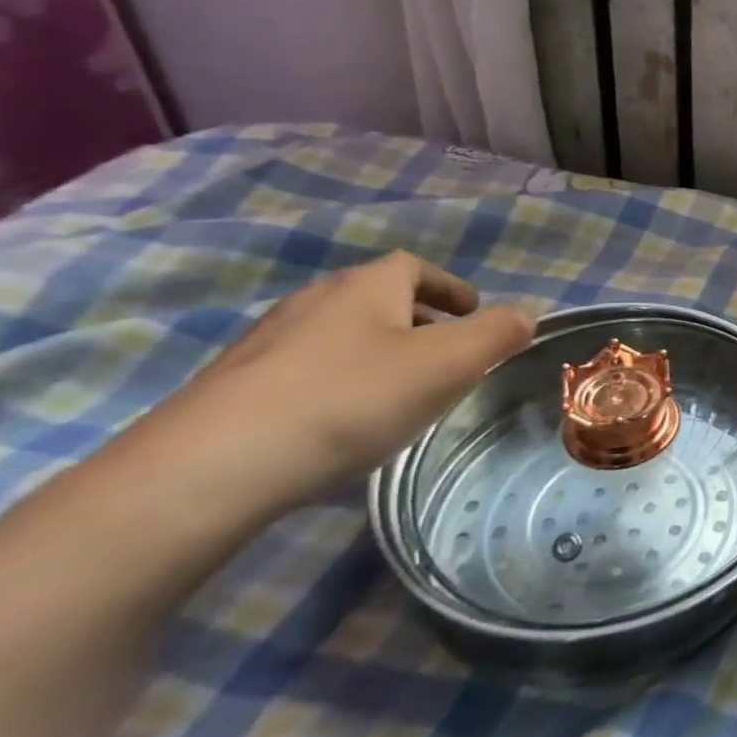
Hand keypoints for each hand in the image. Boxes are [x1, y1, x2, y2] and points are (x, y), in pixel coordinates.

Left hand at [137, 252, 532, 516]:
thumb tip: (526, 314)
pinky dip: (337, 382)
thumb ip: (498, 334)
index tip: (473, 313)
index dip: (449, 287)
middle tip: (445, 354)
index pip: (414, 266)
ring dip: (376, 351)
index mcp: (366, 287)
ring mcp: (265, 344)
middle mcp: (313, 302)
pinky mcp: (233, 388)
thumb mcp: (448, 364)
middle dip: (417, 319)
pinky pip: (304, 370)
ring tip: (400, 391)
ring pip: (339, 334)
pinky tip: (342, 423)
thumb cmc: (349, 400)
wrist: (209, 469)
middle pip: (375, 297)